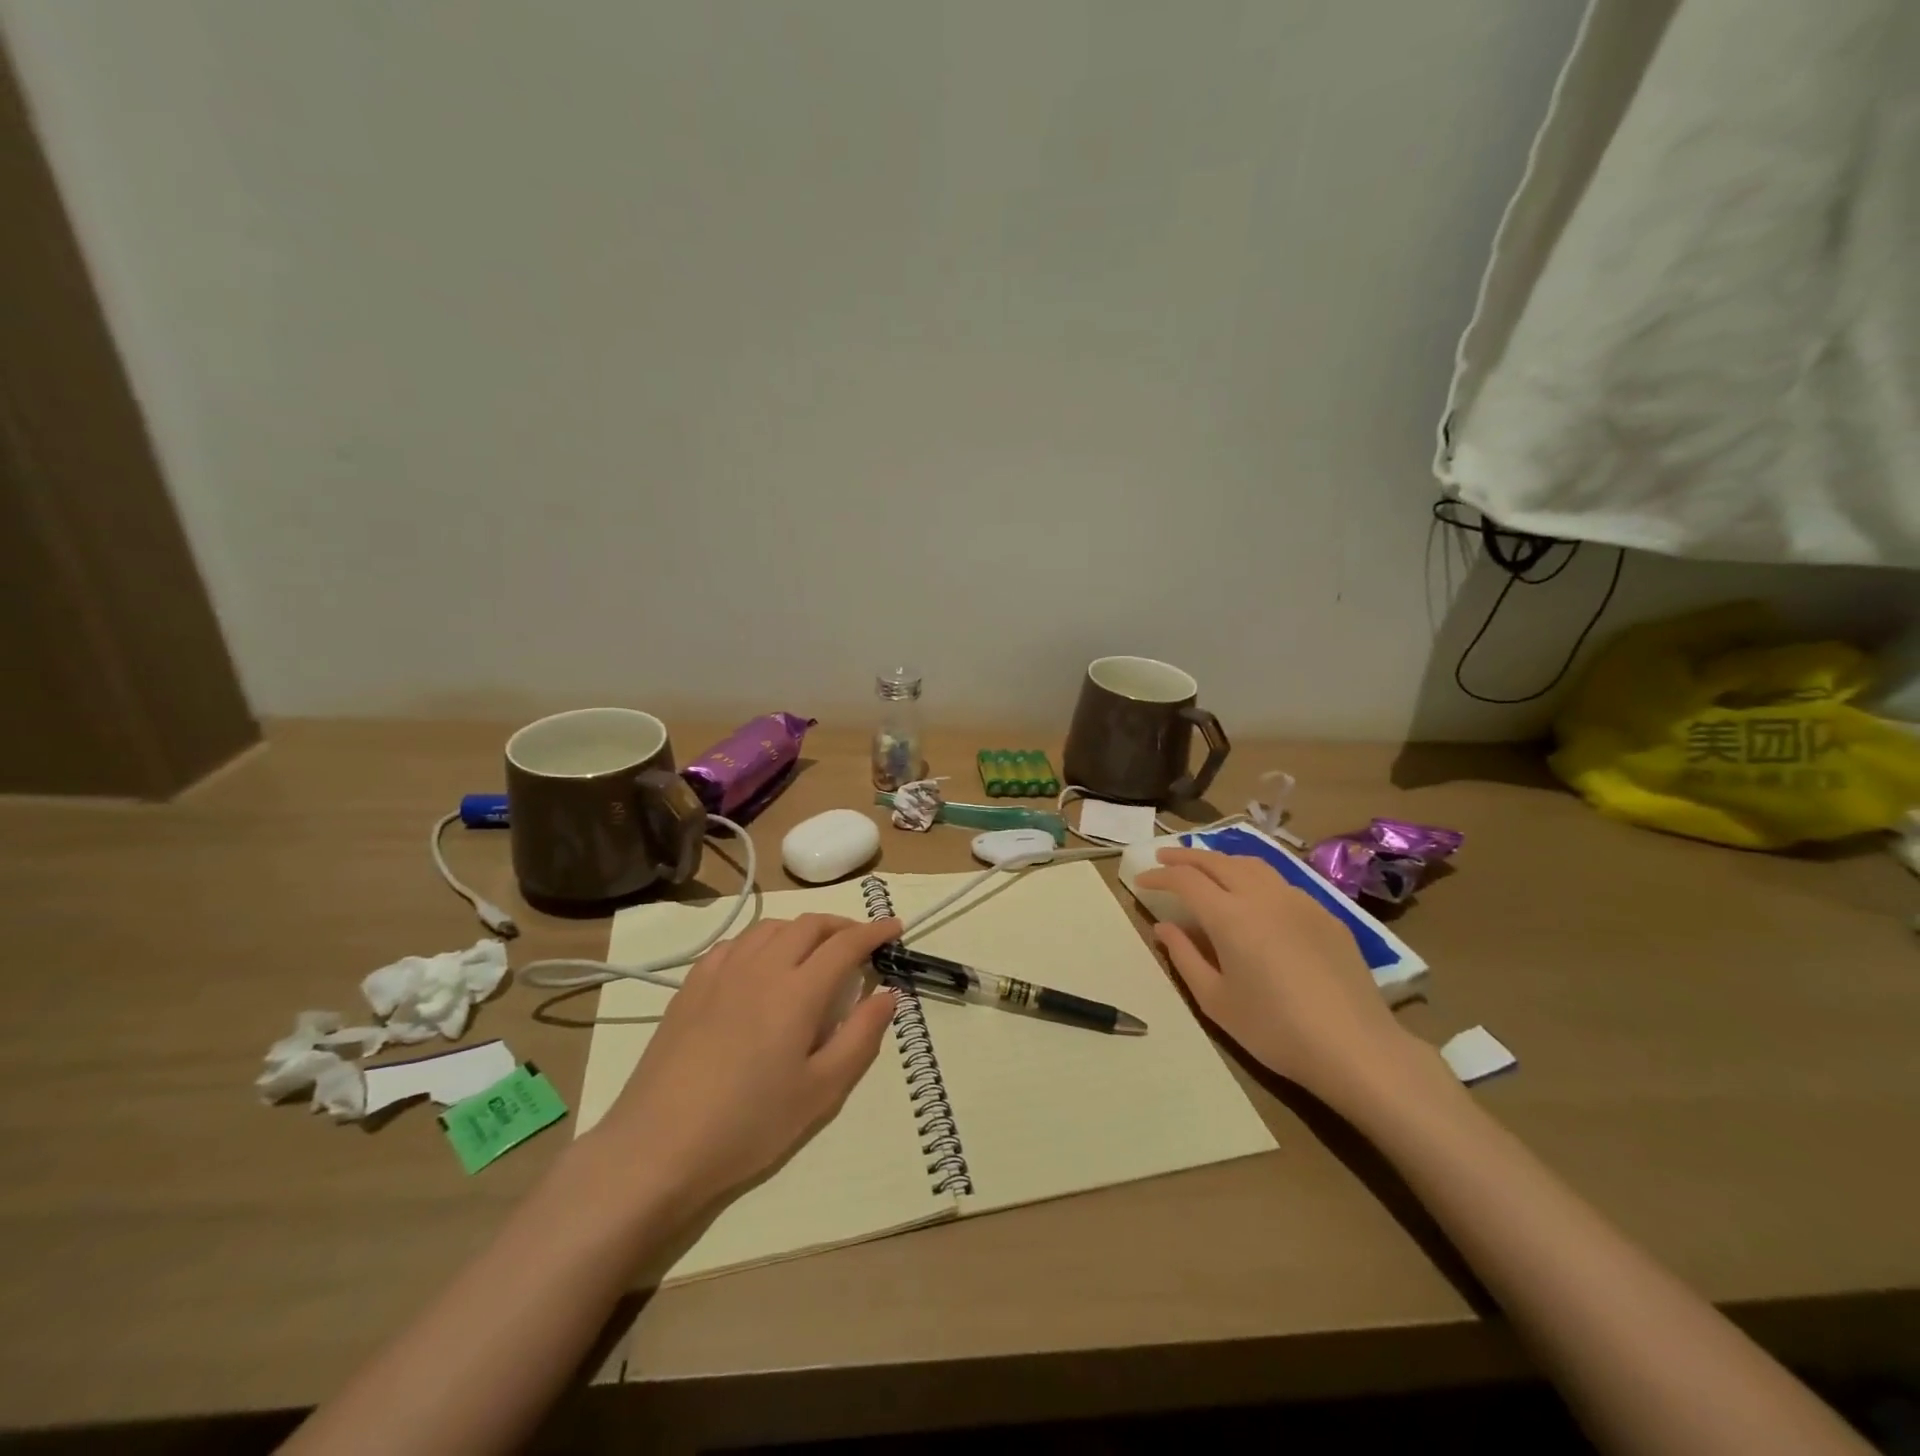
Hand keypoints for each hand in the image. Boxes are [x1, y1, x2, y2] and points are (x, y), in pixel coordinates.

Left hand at [586, 914, 900, 1216]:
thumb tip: (888, 995)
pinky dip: (761, 941)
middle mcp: (761, 967)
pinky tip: (761, 964)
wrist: (659, 1146)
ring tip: (814, 951)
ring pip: (770, 928)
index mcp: (798, 990)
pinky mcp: (691, 986)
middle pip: (808, 925)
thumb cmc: (749, 1124)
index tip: (895, 927)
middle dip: (841, 925)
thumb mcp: (821, 1091)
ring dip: (802, 929)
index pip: (845, 944)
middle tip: (860, 943)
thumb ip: (861, 1036)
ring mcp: (721, 972)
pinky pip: (735, 944)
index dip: (874, 931)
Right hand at [1134, 848, 1437, 1112]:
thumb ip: (1184, 957)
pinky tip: (1254, 898)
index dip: (1160, 875)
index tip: (1142, 880)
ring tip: (1206, 869)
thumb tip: (1164, 926)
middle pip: (1217, 860)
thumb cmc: (1275, 1030)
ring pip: (1252, 864)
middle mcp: (1263, 896)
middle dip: (1186, 856)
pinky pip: (1281, 883)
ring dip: (1221, 860)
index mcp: (1230, 916)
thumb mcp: (1216, 1001)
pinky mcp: (1325, 914)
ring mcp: (1298, 900)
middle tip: (1164, 857)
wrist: (1356, 1048)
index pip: (1185, 879)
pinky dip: (1254, 878)